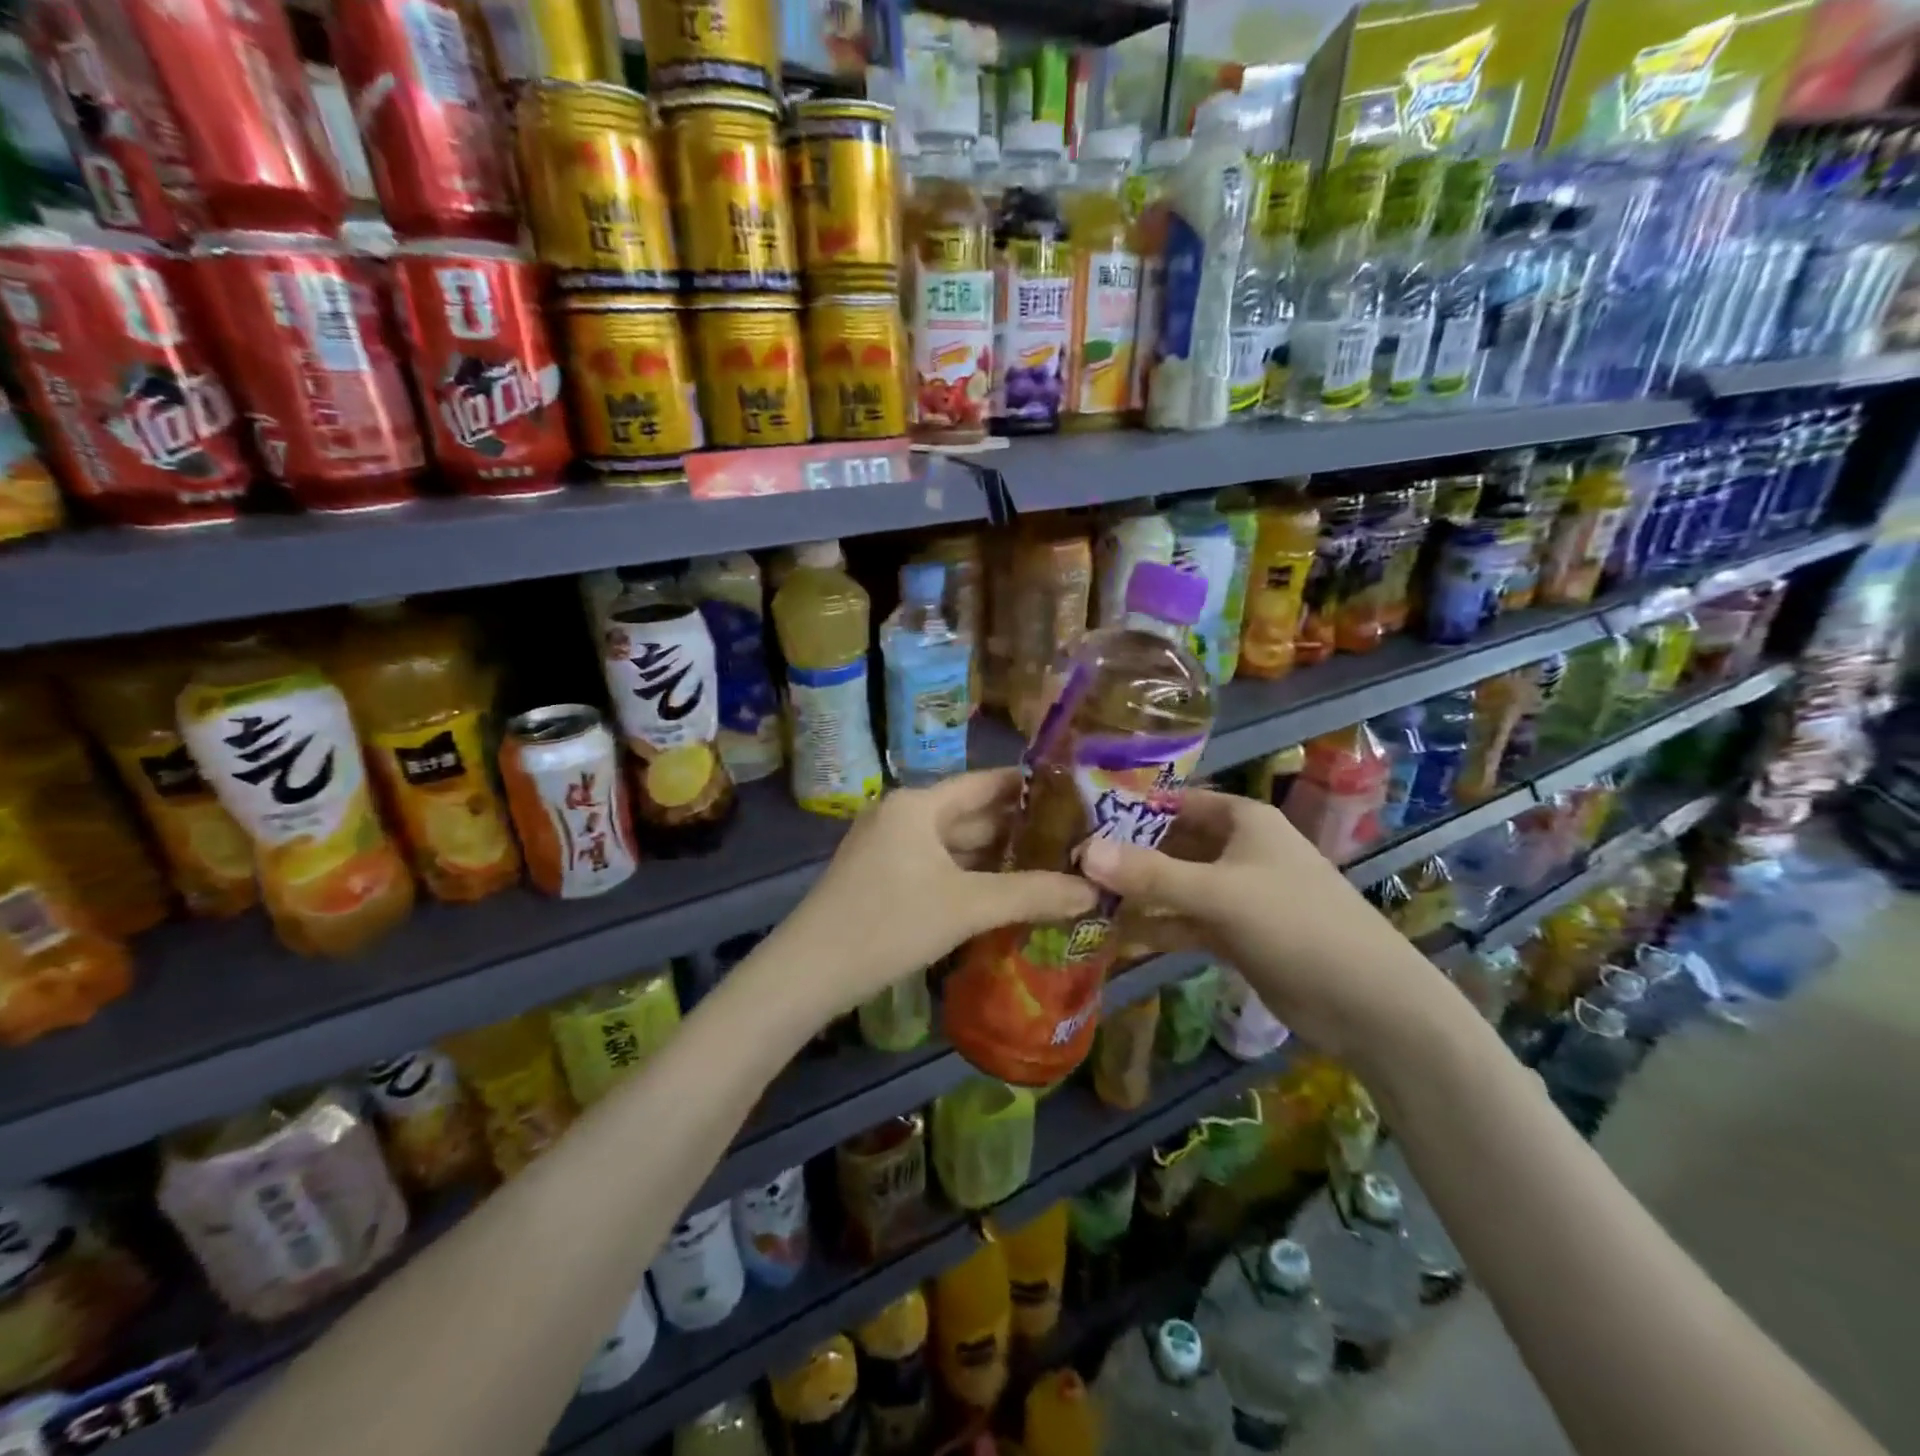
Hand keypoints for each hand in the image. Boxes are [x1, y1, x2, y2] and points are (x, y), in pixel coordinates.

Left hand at [770, 769, 1095, 1023]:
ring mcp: (888, 848)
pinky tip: (1003, 893)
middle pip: (971, 814)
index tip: (1073, 795)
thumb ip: (1031, 894)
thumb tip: (1094, 890)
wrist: (808, 973)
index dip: (1029, 788)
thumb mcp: (966, 907)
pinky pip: (938, 867)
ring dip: (996, 857)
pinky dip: (970, 877)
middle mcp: (902, 816)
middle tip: (1074, 839)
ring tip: (1051, 865)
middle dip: (1018, 829)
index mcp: (917, 805)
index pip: (985, 783)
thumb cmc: (888, 924)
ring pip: (954, 845)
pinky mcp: (882, 878)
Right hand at [1079, 789, 1450, 1067]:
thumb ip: (1150, 874)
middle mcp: (1237, 850)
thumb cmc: (1296, 924)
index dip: (1130, 807)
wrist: (1367, 1003)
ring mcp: (1236, 894)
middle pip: (1170, 844)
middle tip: (1070, 863)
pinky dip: (1155, 926)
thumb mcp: (1219, 893)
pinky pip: (1184, 921)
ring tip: (1081, 899)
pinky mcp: (1235, 934)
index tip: (1080, 818)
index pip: (1175, 801)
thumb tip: (1084, 851)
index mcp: (1242, 821)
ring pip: (1175, 885)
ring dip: (1137, 894)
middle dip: (1126, 855)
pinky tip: (1114, 935)